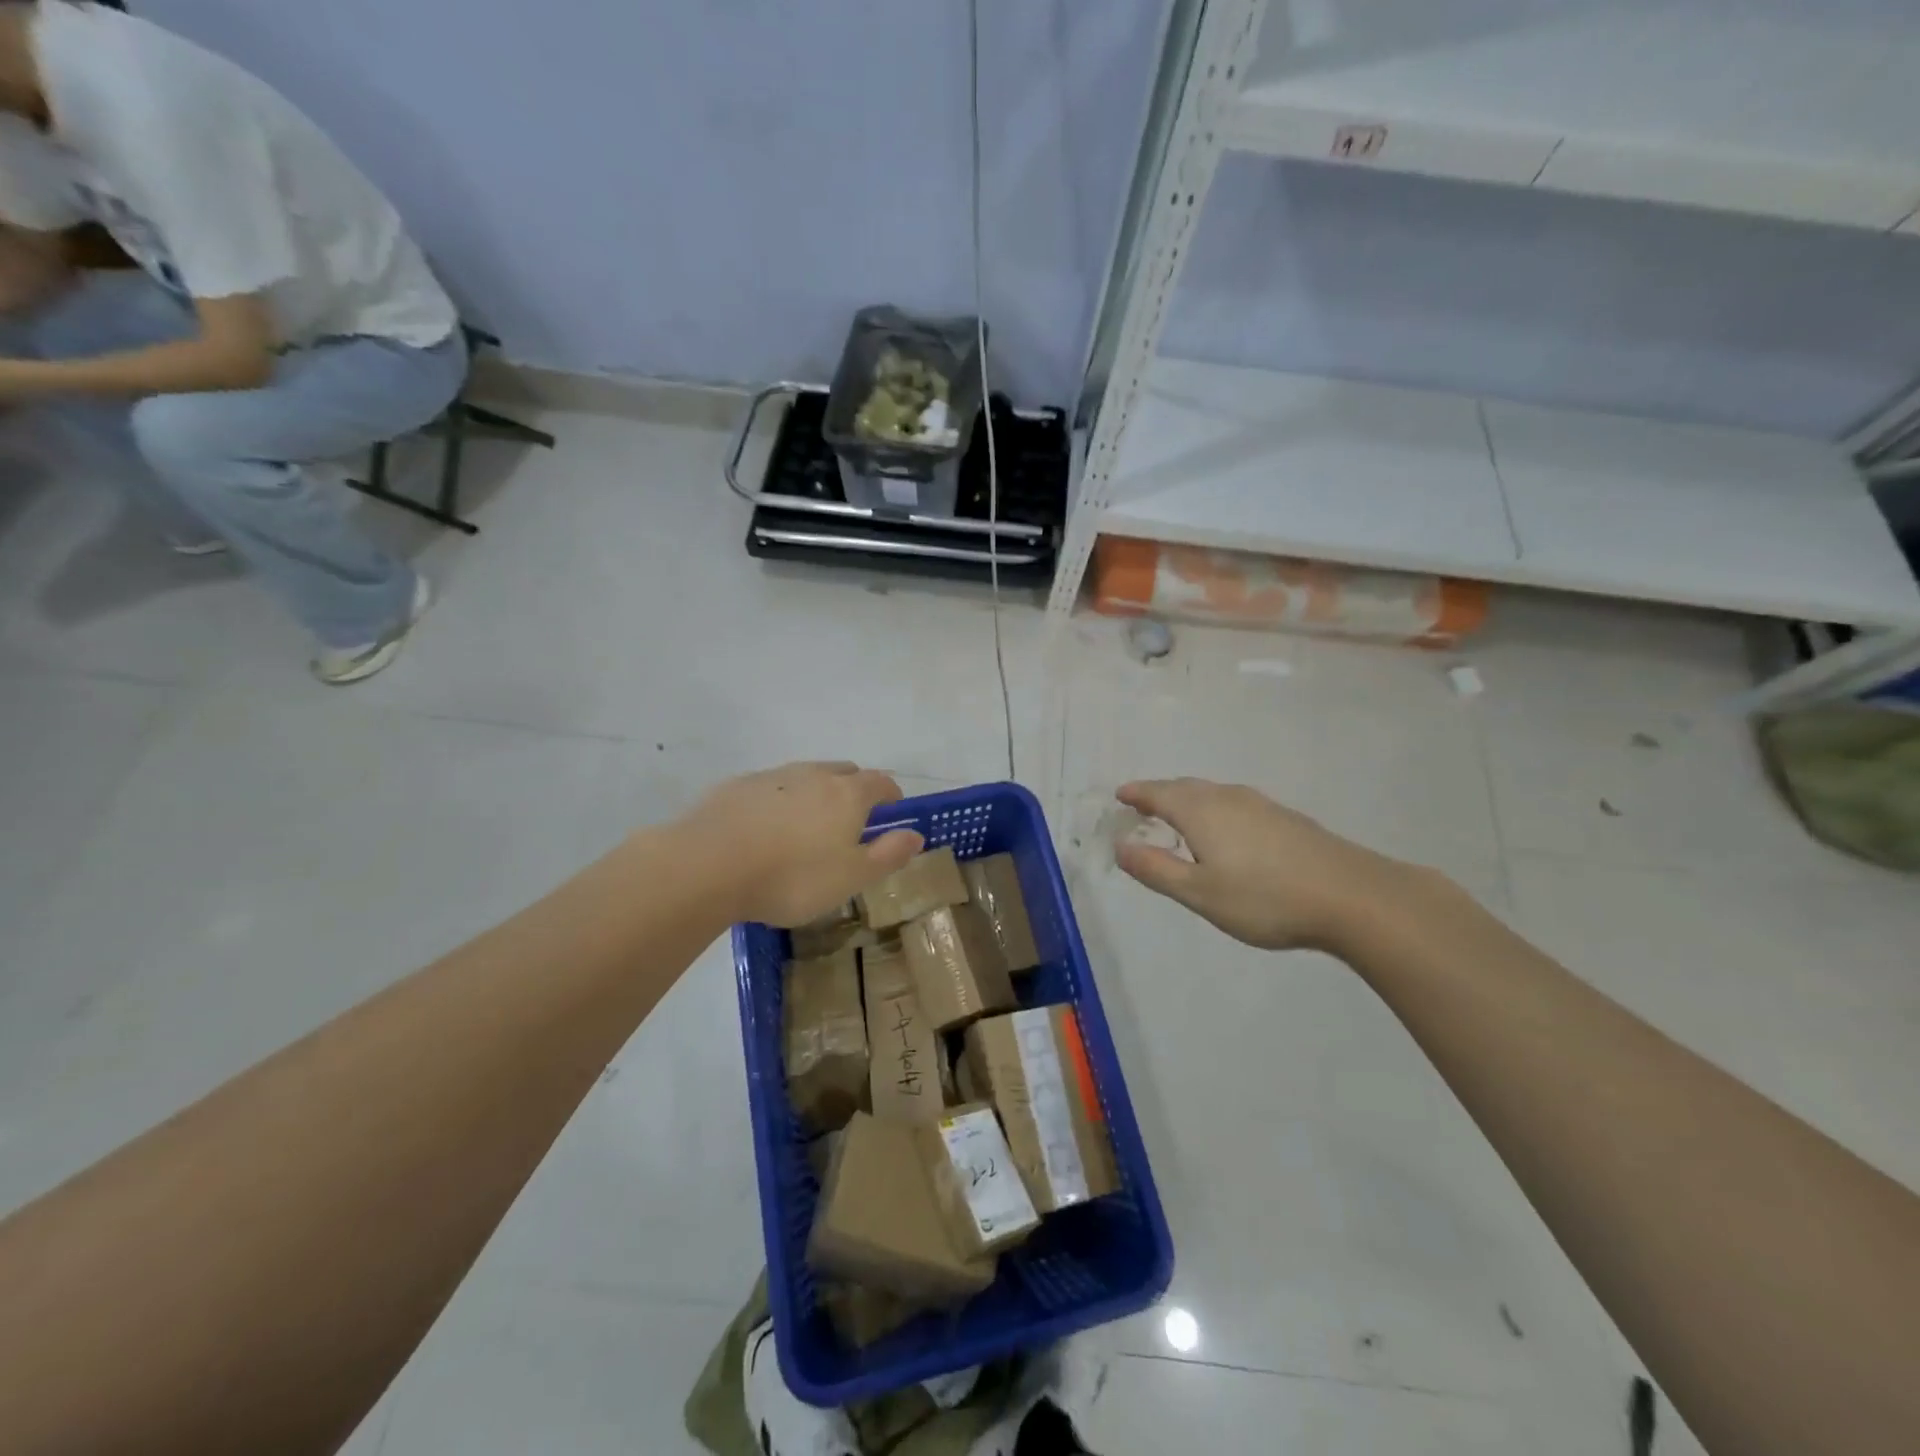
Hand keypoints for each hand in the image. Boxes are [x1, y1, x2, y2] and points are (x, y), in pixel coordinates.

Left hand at [679, 761, 923, 926]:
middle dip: (854, 789)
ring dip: (815, 793)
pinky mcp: (738, 786)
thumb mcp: (851, 877)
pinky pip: (770, 788)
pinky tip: (765, 829)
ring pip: (805, 776)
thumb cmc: (792, 877)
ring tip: (807, 826)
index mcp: (847, 795)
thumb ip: (888, 854)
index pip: (880, 783)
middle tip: (851, 820)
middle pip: (844, 772)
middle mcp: (813, 775)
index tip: (893, 811)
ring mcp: (773, 777)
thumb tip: (916, 834)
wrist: (708, 865)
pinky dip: (779, 801)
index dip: (891, 796)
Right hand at [1114, 778, 1407, 951]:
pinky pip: (1235, 804)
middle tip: (1141, 806)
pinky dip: (1215, 810)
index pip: (1158, 793)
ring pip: (1213, 794)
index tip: (1119, 795)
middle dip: (1160, 794)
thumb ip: (1156, 869)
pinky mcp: (1286, 819)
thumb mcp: (1199, 892)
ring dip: (1188, 801)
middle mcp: (1228, 798)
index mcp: (1201, 811)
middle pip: (1185, 788)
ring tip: (1177, 817)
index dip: (1136, 793)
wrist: (1352, 897)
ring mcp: (1261, 805)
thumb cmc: (1265, 898)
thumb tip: (1120, 846)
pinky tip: (1226, 832)